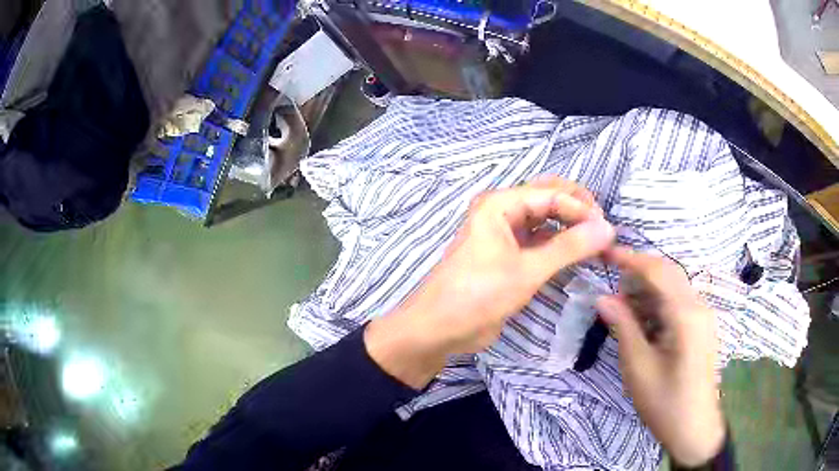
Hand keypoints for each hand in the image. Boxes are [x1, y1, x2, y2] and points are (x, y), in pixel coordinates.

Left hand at [365, 177, 614, 388]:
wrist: (438, 328)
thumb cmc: (478, 294)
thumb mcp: (526, 271)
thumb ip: (568, 248)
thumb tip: (608, 228)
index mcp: (500, 204)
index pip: (551, 194)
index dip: (581, 209)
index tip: (607, 230)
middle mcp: (502, 212)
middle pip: (548, 198)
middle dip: (577, 209)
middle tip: (602, 229)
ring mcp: (505, 234)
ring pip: (545, 219)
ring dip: (570, 226)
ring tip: (596, 241)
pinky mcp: (508, 256)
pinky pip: (539, 241)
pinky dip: (559, 244)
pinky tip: (577, 253)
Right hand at [597, 248, 725, 466]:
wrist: (694, 428)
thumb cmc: (665, 402)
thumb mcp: (638, 367)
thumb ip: (624, 327)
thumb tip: (604, 297)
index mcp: (686, 315)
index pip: (658, 271)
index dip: (630, 258)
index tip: (605, 253)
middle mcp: (699, 306)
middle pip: (668, 273)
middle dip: (639, 271)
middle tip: (611, 281)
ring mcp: (703, 315)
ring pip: (674, 286)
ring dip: (648, 288)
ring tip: (622, 305)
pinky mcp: (702, 326)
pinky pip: (679, 302)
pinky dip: (658, 302)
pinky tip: (643, 320)